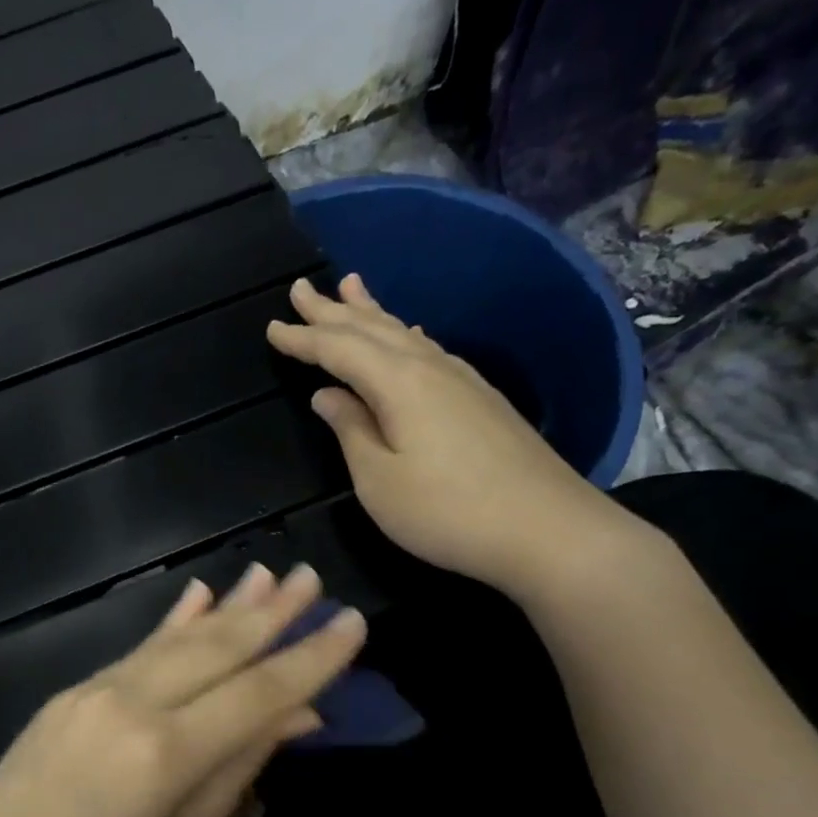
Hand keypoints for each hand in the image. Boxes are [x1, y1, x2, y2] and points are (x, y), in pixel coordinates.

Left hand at [0, 564, 364, 816]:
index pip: (258, 693)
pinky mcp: (68, 694)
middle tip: (310, 576)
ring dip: (225, 607)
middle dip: (270, 613)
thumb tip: (294, 715)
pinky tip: (195, 595)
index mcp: (166, 754)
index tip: (352, 622)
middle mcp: (131, 705)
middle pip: (216, 649)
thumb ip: (235, 771)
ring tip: (264, 574)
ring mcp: (93, 692)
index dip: (311, 658)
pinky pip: (133, 652)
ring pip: (174, 641)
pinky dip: (170, 624)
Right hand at [268, 274, 630, 597]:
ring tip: (350, 287)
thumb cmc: (446, 511)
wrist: (546, 529)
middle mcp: (430, 367)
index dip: (303, 338)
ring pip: (404, 333)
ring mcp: (461, 380)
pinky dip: (404, 335)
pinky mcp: (480, 399)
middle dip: (332, 310)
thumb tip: (328, 395)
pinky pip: (428, 349)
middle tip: (300, 288)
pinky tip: (409, 335)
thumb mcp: (379, 479)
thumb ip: (351, 430)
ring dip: (371, 313)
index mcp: (398, 383)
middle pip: (373, 329)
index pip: (339, 350)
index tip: (271, 327)